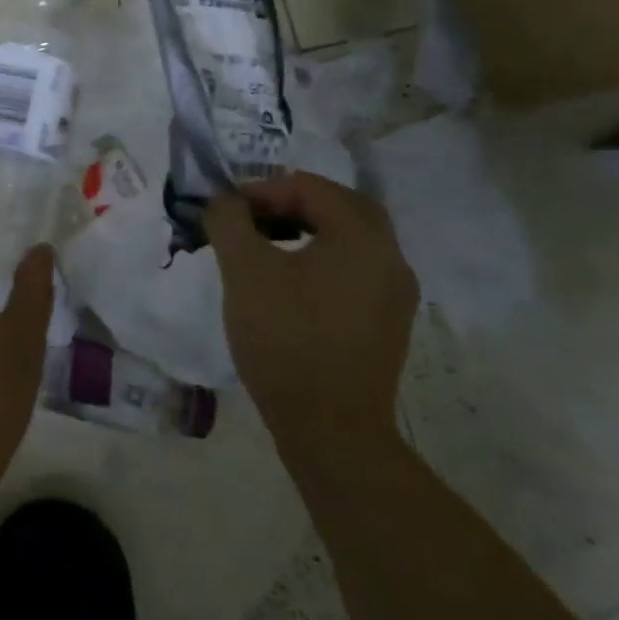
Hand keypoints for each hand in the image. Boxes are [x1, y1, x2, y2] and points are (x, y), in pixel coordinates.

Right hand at [205, 173, 417, 446]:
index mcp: (363, 236)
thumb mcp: (245, 271)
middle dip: (292, 203)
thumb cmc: (287, 340)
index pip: (311, 187)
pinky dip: (323, 259)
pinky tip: (290, 282)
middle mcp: (391, 257)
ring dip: (309, 230)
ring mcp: (395, 294)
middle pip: (340, 207)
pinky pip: (355, 270)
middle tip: (253, 217)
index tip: (229, 210)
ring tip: (266, 245)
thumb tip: (223, 202)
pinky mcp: (387, 324)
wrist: (332, 432)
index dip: (263, 190)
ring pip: (350, 239)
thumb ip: (229, 222)